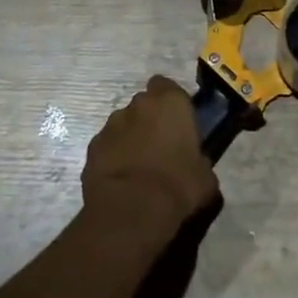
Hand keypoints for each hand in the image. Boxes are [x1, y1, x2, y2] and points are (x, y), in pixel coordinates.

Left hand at [82, 76, 219, 238]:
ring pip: (123, 123)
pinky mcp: (92, 147)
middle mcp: (139, 104)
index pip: (167, 85)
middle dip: (150, 119)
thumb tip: (197, 165)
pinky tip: (121, 178)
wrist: (131, 212)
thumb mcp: (205, 175)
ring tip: (138, 165)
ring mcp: (111, 124)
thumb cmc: (178, 186)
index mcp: (171, 102)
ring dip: (130, 137)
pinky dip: (113, 155)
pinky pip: (107, 145)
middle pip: (144, 104)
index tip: (177, 120)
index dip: (171, 101)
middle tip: (160, 145)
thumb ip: (200, 160)